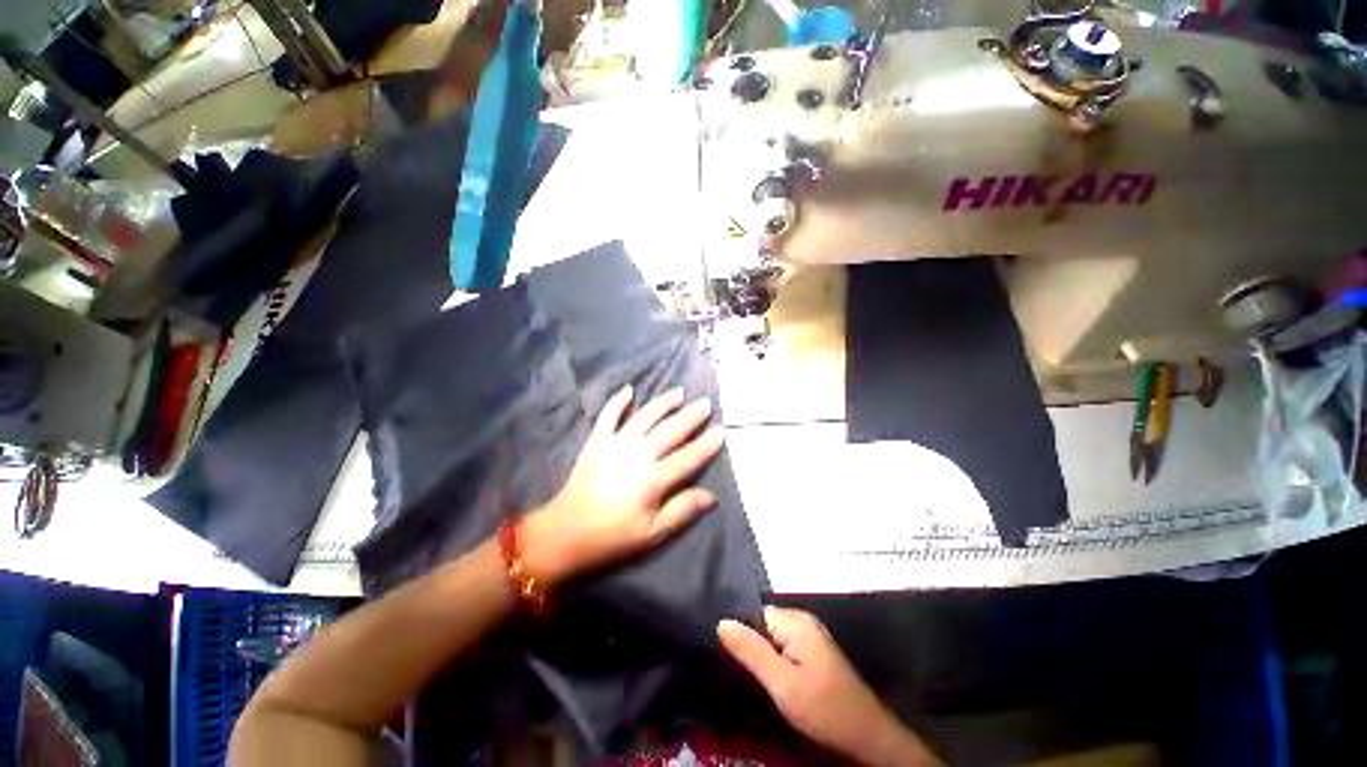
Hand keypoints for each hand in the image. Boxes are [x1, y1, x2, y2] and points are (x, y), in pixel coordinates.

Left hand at [522, 385, 724, 584]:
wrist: (566, 532)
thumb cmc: (612, 536)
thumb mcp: (652, 533)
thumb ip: (681, 511)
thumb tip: (711, 496)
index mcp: (653, 480)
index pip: (688, 457)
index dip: (706, 444)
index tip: (721, 431)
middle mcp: (637, 455)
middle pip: (670, 431)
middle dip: (691, 416)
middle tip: (706, 403)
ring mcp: (615, 444)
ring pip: (645, 417)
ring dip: (663, 403)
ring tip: (679, 392)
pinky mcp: (597, 441)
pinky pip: (608, 416)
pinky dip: (618, 401)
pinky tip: (629, 390)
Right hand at [718, 608, 941, 766]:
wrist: (866, 737)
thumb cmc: (823, 708)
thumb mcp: (782, 683)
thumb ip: (751, 651)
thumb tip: (722, 622)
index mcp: (796, 621)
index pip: (755, 613)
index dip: (740, 632)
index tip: (724, 653)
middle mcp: (803, 621)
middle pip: (764, 625)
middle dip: (750, 645)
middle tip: (736, 669)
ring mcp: (811, 637)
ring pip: (773, 638)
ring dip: (762, 656)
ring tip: (748, 675)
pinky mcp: (815, 654)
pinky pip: (785, 648)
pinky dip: (775, 661)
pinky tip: (769, 679)